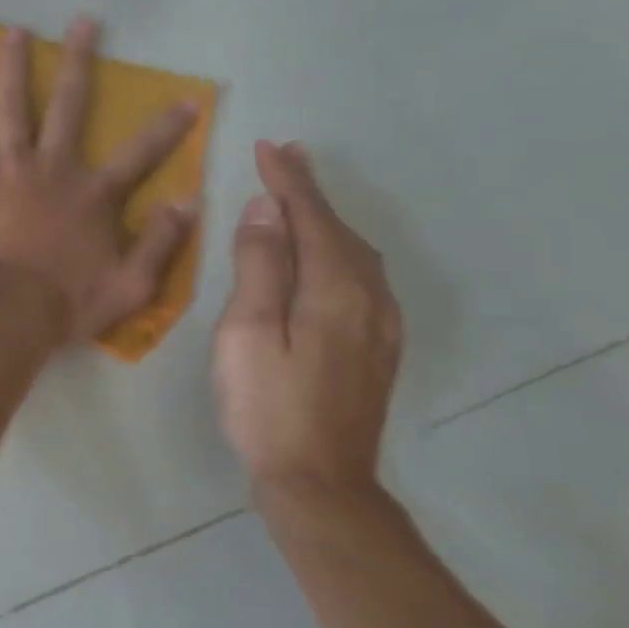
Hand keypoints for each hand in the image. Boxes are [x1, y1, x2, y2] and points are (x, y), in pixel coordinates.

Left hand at [0, 17, 197, 344]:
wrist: (3, 309)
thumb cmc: (64, 303)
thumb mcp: (130, 285)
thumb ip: (161, 242)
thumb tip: (189, 202)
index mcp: (94, 193)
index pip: (141, 153)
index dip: (168, 127)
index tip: (189, 98)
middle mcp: (55, 166)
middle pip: (70, 104)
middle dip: (80, 60)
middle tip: (82, 21)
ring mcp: (10, 164)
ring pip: (14, 102)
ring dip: (14, 64)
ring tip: (13, 31)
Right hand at [212, 141, 402, 508]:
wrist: (319, 480)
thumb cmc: (267, 405)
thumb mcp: (247, 333)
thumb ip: (259, 268)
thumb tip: (267, 211)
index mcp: (334, 289)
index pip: (311, 218)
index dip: (289, 181)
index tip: (270, 146)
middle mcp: (370, 298)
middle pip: (340, 230)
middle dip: (311, 193)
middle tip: (287, 159)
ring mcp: (381, 325)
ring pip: (356, 254)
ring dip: (326, 220)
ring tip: (301, 198)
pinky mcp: (377, 347)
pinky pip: (361, 278)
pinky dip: (338, 250)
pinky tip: (326, 255)